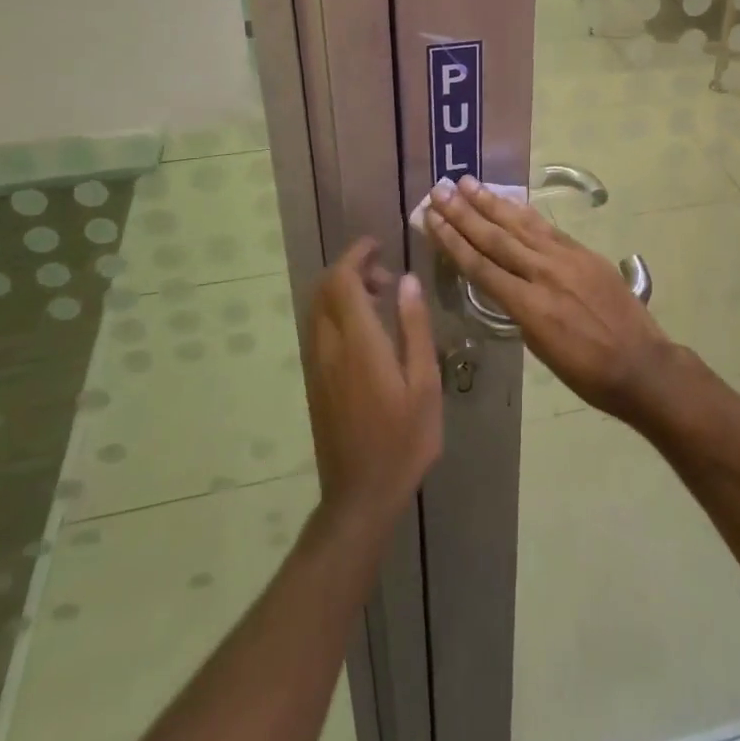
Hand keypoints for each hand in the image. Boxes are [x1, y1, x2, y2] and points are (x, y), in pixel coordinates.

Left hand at [305, 239, 442, 531]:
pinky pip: (318, 329)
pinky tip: (368, 332)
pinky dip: (337, 312)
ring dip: (343, 291)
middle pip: (325, 289)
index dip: (356, 255)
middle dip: (351, 269)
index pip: (343, 280)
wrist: (361, 495)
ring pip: (318, 308)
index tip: (378, 245)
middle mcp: (329, 347)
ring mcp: (317, 365)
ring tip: (382, 300)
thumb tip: (408, 279)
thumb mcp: (424, 383)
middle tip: (387, 277)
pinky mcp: (315, 381)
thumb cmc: (404, 440)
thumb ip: (414, 327)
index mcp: (358, 342)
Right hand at [423, 177, 679, 423]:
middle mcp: (544, 274)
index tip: (432, 218)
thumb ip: (519, 311)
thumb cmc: (587, 372)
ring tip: (468, 183)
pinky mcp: (585, 253)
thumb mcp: (541, 349)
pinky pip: (547, 228)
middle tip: (440, 190)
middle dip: (464, 214)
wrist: (641, 364)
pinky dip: (524, 213)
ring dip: (492, 203)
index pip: (481, 266)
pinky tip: (510, 202)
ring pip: (521, 225)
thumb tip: (505, 285)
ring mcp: (567, 259)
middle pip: (496, 238)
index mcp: (529, 306)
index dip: (453, 241)